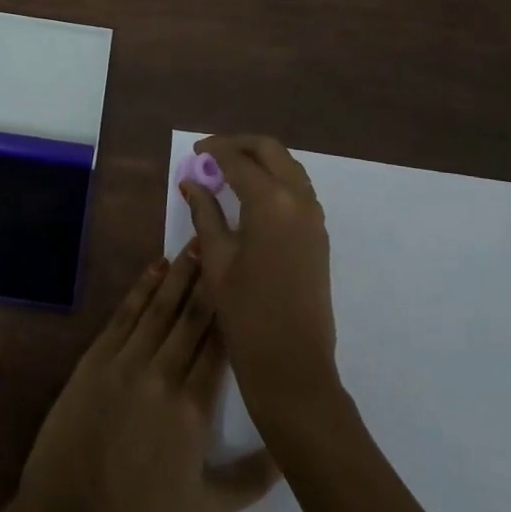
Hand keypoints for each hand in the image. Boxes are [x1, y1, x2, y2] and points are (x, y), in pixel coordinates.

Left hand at [14, 250, 278, 511]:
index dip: (232, 309)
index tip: (245, 279)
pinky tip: (156, 267)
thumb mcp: (208, 508)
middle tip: (221, 244)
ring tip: (195, 244)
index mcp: (194, 409)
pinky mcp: (97, 357)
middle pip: (192, 317)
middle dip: (208, 279)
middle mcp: (163, 375)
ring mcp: (126, 362)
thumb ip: (253, 478)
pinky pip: (125, 314)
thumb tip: (291, 449)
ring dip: (179, 274)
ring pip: (160, 307)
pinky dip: (142, 288)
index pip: (220, 346)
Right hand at [180, 135, 337, 418]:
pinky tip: (251, 197)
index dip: (213, 151)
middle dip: (240, 145)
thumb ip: (205, 213)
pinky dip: (275, 179)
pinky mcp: (319, 234)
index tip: (194, 152)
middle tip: (211, 155)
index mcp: (271, 201)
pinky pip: (298, 189)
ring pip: (288, 167)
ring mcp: (314, 217)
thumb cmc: (246, 314)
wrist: (293, 366)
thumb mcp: (216, 259)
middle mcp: (298, 199)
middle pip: (270, 151)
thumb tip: (190, 182)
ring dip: (260, 160)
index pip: (238, 159)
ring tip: (229, 173)